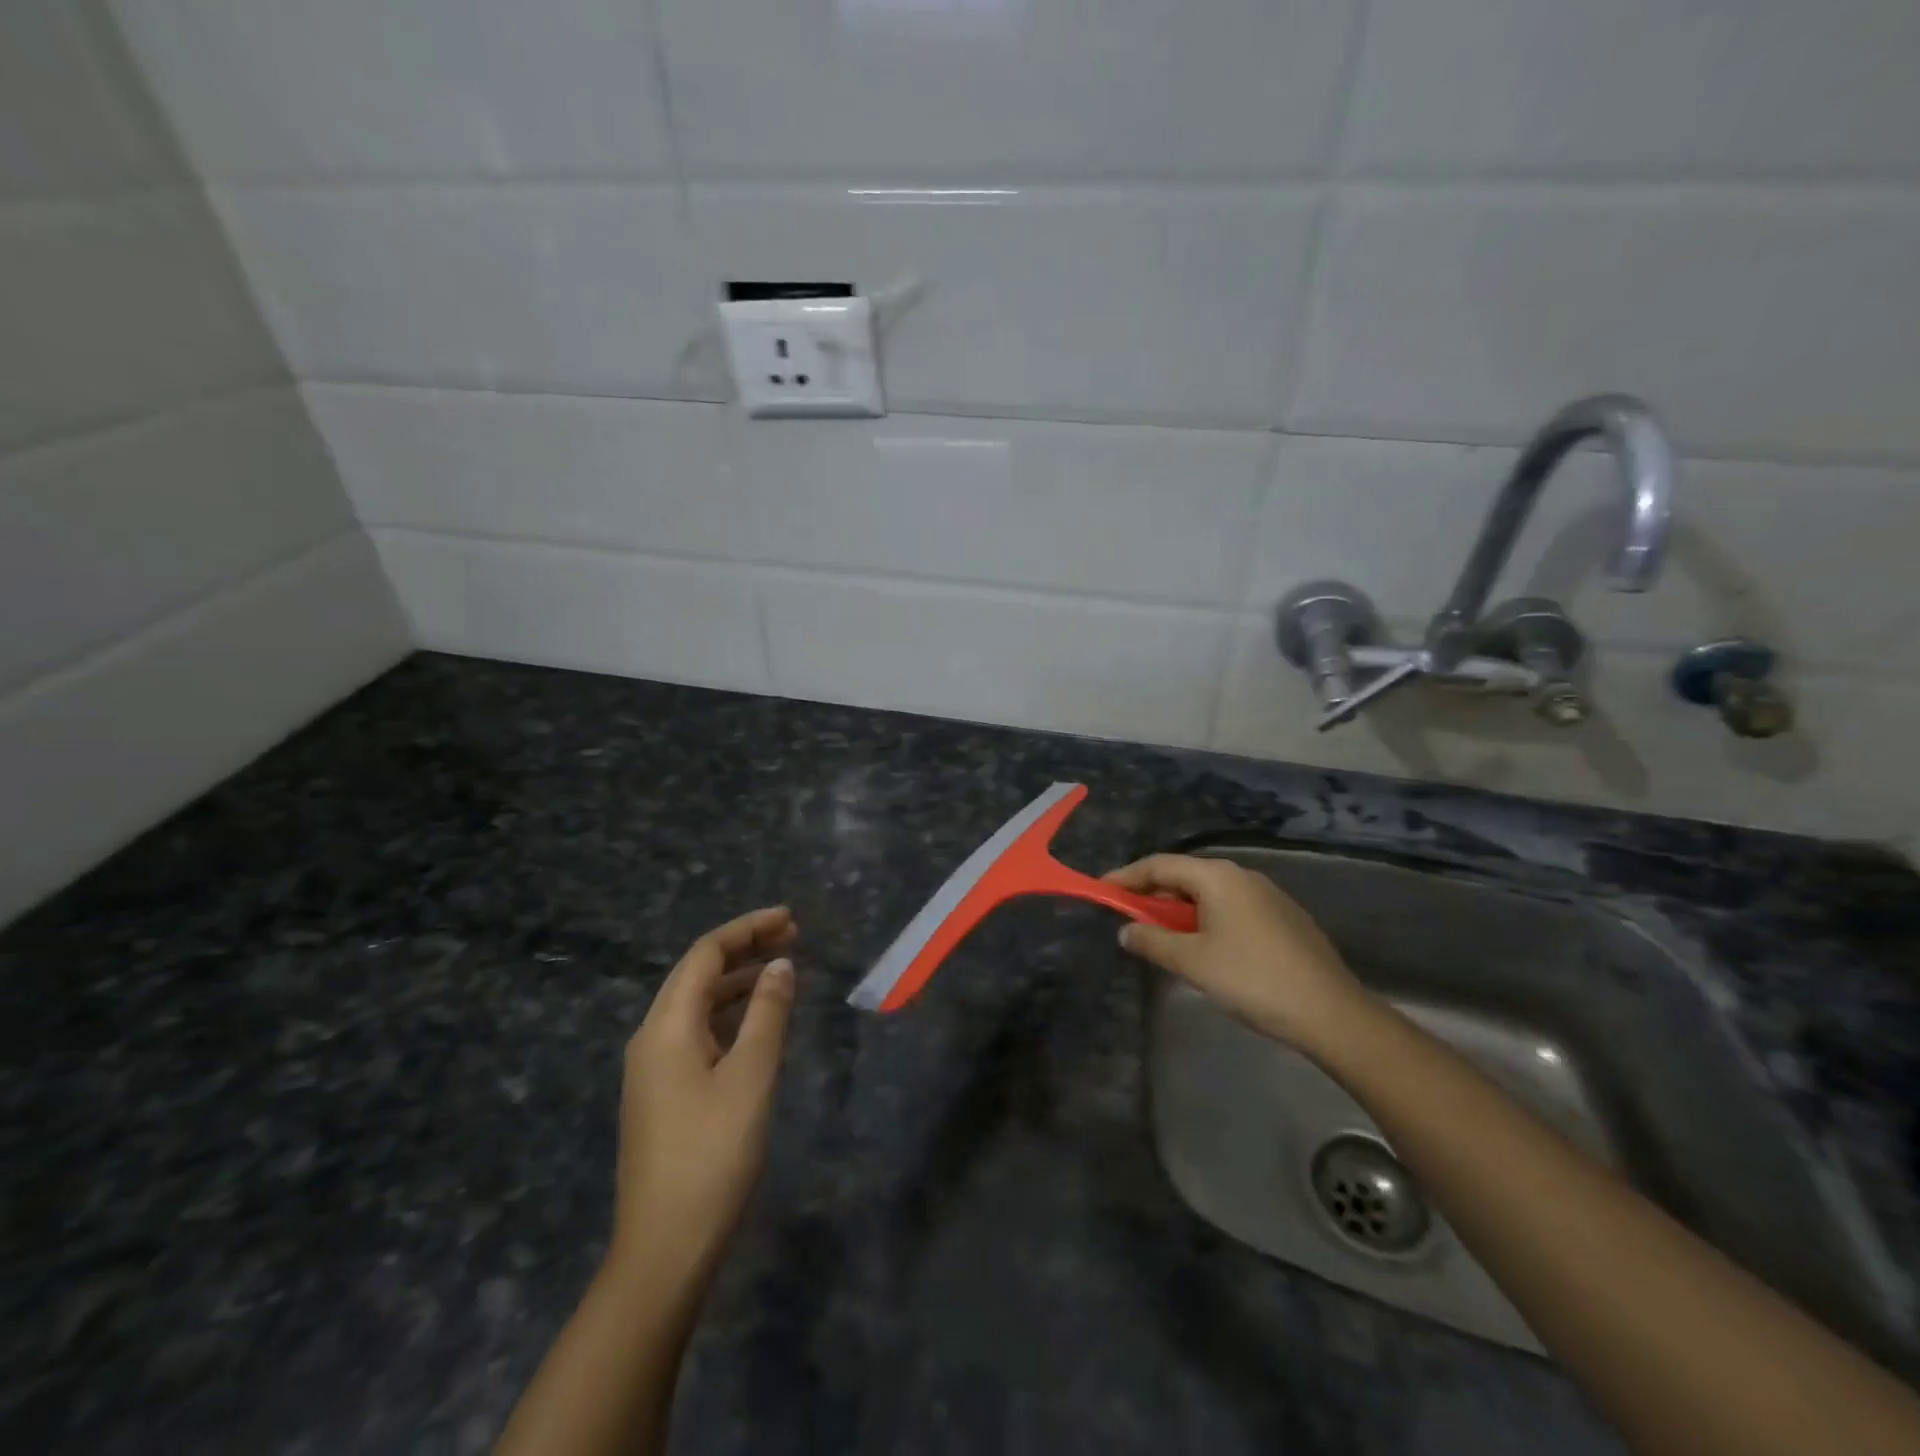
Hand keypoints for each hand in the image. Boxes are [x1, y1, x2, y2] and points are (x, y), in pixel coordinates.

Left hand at [611, 906, 797, 1282]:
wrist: (664, 1250)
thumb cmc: (712, 1154)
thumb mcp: (751, 1077)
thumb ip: (768, 1014)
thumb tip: (780, 966)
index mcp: (666, 1026)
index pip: (706, 955)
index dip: (747, 929)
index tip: (790, 919)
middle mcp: (652, 1038)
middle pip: (698, 974)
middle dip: (745, 950)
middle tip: (793, 938)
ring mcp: (653, 1069)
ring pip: (698, 1005)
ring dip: (739, 982)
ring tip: (783, 972)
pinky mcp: (663, 1095)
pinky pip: (698, 1033)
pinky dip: (731, 1016)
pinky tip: (759, 1024)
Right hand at [1104, 854, 1372, 1055]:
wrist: (1331, 1012)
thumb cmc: (1252, 979)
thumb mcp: (1193, 961)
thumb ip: (1152, 941)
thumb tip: (1126, 930)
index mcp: (1218, 877)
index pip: (1160, 865)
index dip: (1127, 877)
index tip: (1101, 890)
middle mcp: (1242, 876)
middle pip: (1185, 876)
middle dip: (1152, 894)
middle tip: (1127, 916)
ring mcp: (1267, 895)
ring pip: (1209, 893)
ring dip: (1178, 909)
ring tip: (1160, 934)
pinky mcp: (1283, 918)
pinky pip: (1231, 907)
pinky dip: (1205, 918)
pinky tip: (1202, 946)